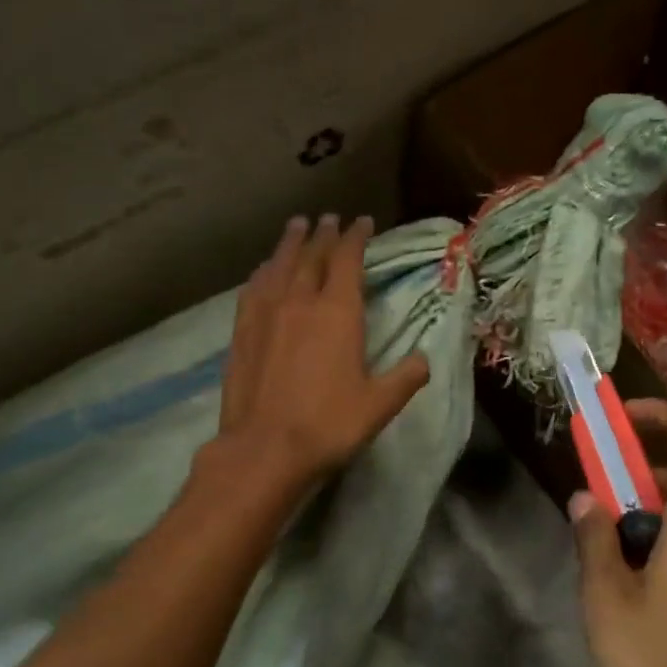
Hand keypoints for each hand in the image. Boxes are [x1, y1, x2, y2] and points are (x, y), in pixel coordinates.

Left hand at [218, 214, 430, 486]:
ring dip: (291, 243)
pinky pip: (254, 288)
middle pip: (312, 256)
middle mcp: (300, 301)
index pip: (348, 260)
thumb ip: (405, 378)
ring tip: (297, 225)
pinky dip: (263, 271)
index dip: (356, 237)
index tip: (362, 222)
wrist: (264, 448)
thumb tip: (424, 359)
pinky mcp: (242, 331)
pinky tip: (264, 269)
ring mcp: (266, 314)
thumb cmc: (328, 425)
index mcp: (337, 313)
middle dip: (324, 234)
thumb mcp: (379, 405)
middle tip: (330, 218)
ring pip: (279, 265)